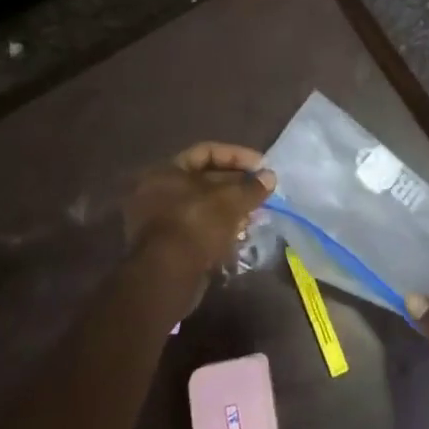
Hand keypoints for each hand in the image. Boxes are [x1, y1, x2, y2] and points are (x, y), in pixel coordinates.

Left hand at [123, 142, 275, 277]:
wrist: (168, 276)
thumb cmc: (197, 225)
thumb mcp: (231, 201)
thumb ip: (252, 187)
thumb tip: (270, 177)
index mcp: (166, 171)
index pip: (206, 152)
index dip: (237, 156)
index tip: (262, 167)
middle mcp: (158, 191)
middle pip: (204, 179)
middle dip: (237, 184)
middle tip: (262, 191)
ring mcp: (160, 219)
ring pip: (203, 205)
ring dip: (231, 207)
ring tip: (256, 213)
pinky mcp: (168, 245)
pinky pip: (198, 226)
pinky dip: (219, 226)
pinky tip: (241, 232)